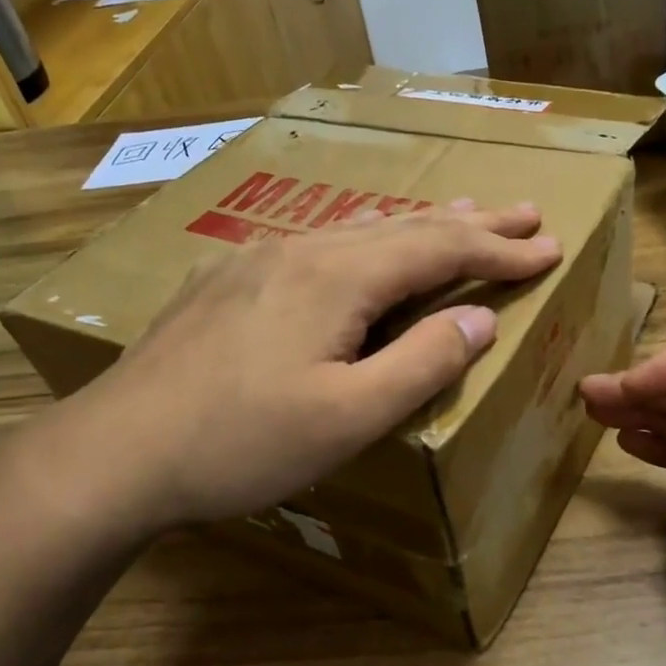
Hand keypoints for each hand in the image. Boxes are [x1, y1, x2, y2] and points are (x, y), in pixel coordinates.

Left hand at [22, 201, 560, 547]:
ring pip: (361, 230)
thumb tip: (480, 319)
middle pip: (406, 227)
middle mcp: (304, 250)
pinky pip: (322, 245)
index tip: (550, 246)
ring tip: (462, 217)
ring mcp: (260, 259)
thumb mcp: (349, 417)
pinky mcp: (231, 280)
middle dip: (472, 224)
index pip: (441, 250)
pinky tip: (364, 247)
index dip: (500, 250)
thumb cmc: (241, 442)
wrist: (114, 451)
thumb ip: (423, 364)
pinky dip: (368, 241)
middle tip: (524, 214)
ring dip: (421, 226)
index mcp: (339, 277)